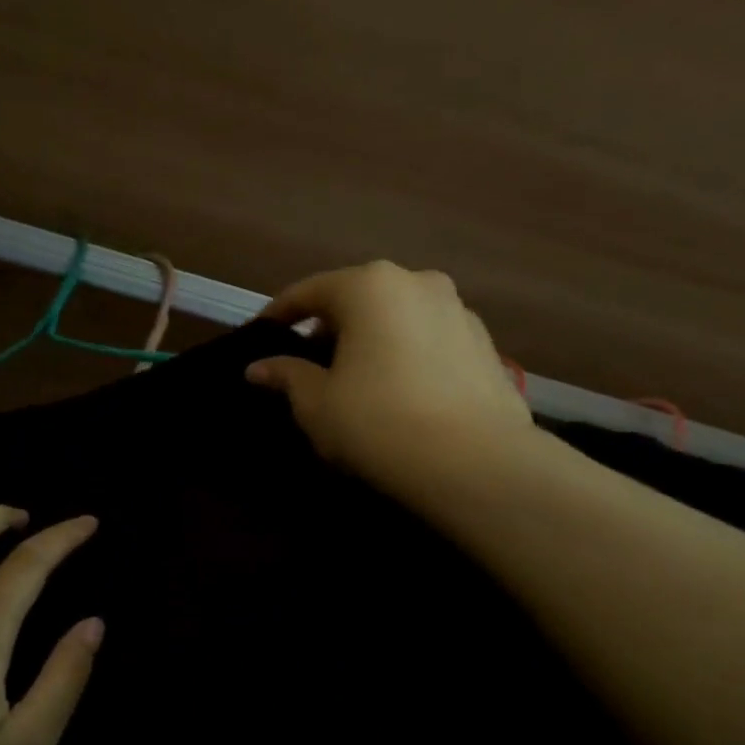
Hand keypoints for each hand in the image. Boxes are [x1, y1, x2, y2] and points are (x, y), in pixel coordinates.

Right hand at [246, 262, 533, 493]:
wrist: (473, 462)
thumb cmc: (376, 421)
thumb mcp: (315, 403)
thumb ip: (286, 375)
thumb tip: (259, 368)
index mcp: (368, 286)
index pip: (309, 291)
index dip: (279, 314)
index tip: (261, 335)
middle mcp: (417, 282)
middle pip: (357, 298)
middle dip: (329, 326)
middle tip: (308, 362)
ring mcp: (458, 310)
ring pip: (397, 317)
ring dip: (371, 339)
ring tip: (355, 378)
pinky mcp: (485, 344)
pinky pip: (428, 339)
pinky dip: (405, 354)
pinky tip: (397, 390)